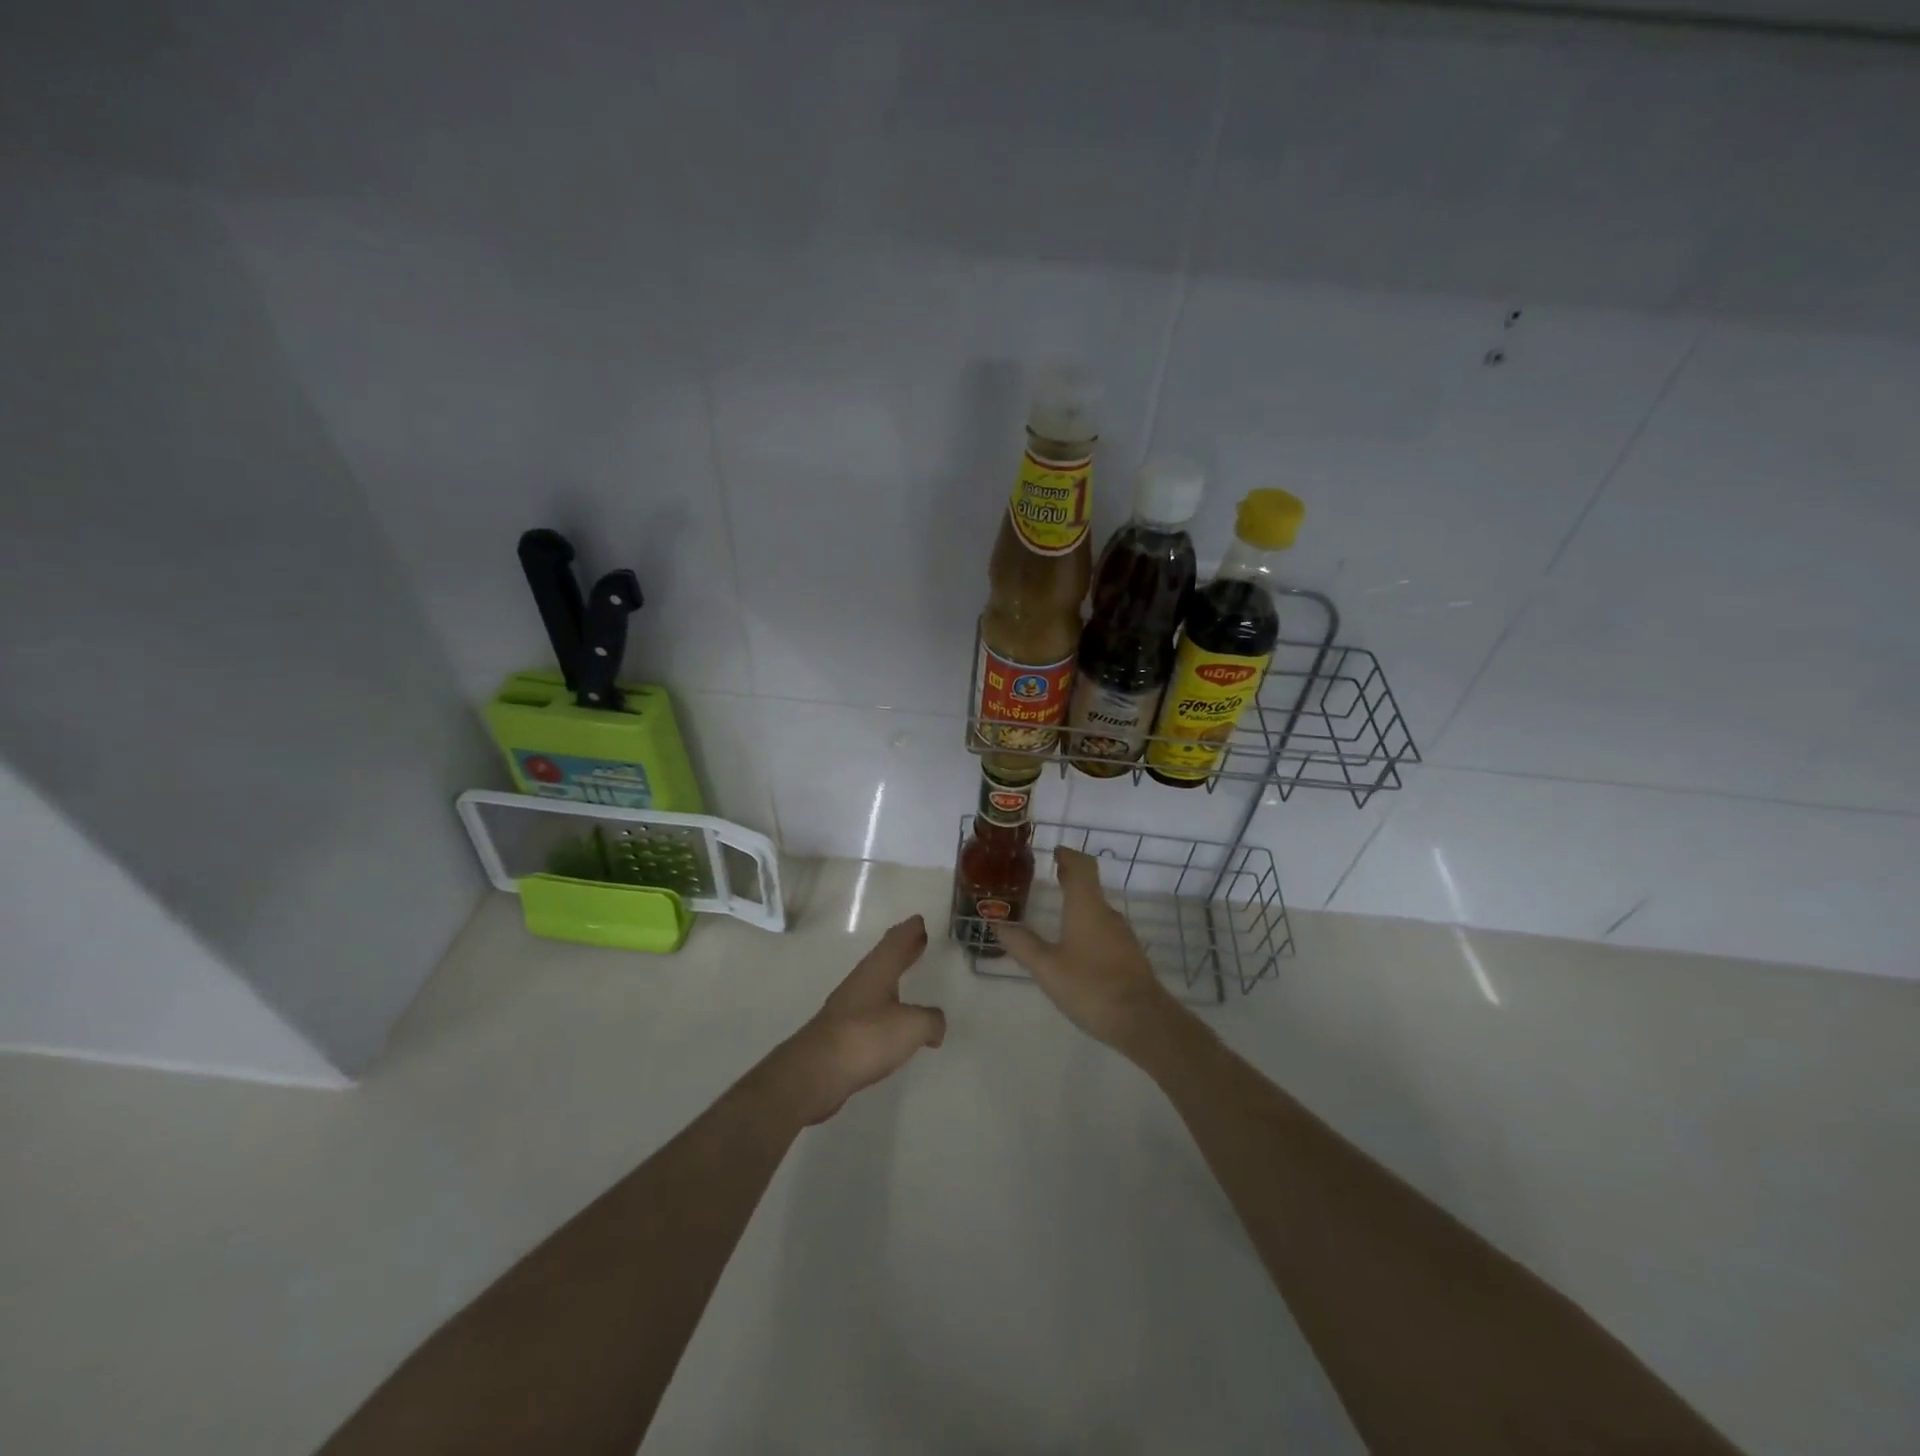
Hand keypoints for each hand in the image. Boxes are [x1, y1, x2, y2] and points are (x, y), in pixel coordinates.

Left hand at [770, 915, 945, 1123]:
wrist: (816, 1072)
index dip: (910, 930)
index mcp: (878, 969)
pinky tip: (892, 1019)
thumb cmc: (866, 1037)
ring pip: (876, 982)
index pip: (896, 940)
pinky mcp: (842, 1032)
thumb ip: (930, 1020)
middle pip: (885, 957)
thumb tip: (936, 1024)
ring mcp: (848, 1006)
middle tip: (918, 939)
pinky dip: (885, 1006)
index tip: (919, 920)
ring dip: (892, 975)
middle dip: (903, 948)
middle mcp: (861, 981)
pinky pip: (870, 1009)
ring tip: (907, 976)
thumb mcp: (912, 1026)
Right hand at [994, 847, 1181, 1053]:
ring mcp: (1122, 935)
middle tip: (1050, 877)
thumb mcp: (1047, 967)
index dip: (1068, 855)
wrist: (1142, 1020)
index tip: (1055, 851)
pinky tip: (1076, 945)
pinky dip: (1088, 925)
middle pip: (1090, 885)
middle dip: (1071, 878)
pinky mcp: (1129, 955)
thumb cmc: (1090, 986)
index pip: (1081, 867)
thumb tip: (997, 922)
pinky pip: (1105, 930)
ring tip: (1058, 912)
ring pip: (1098, 909)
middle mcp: (1107, 913)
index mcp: (1087, 907)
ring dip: (1079, 903)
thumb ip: (1022, 944)